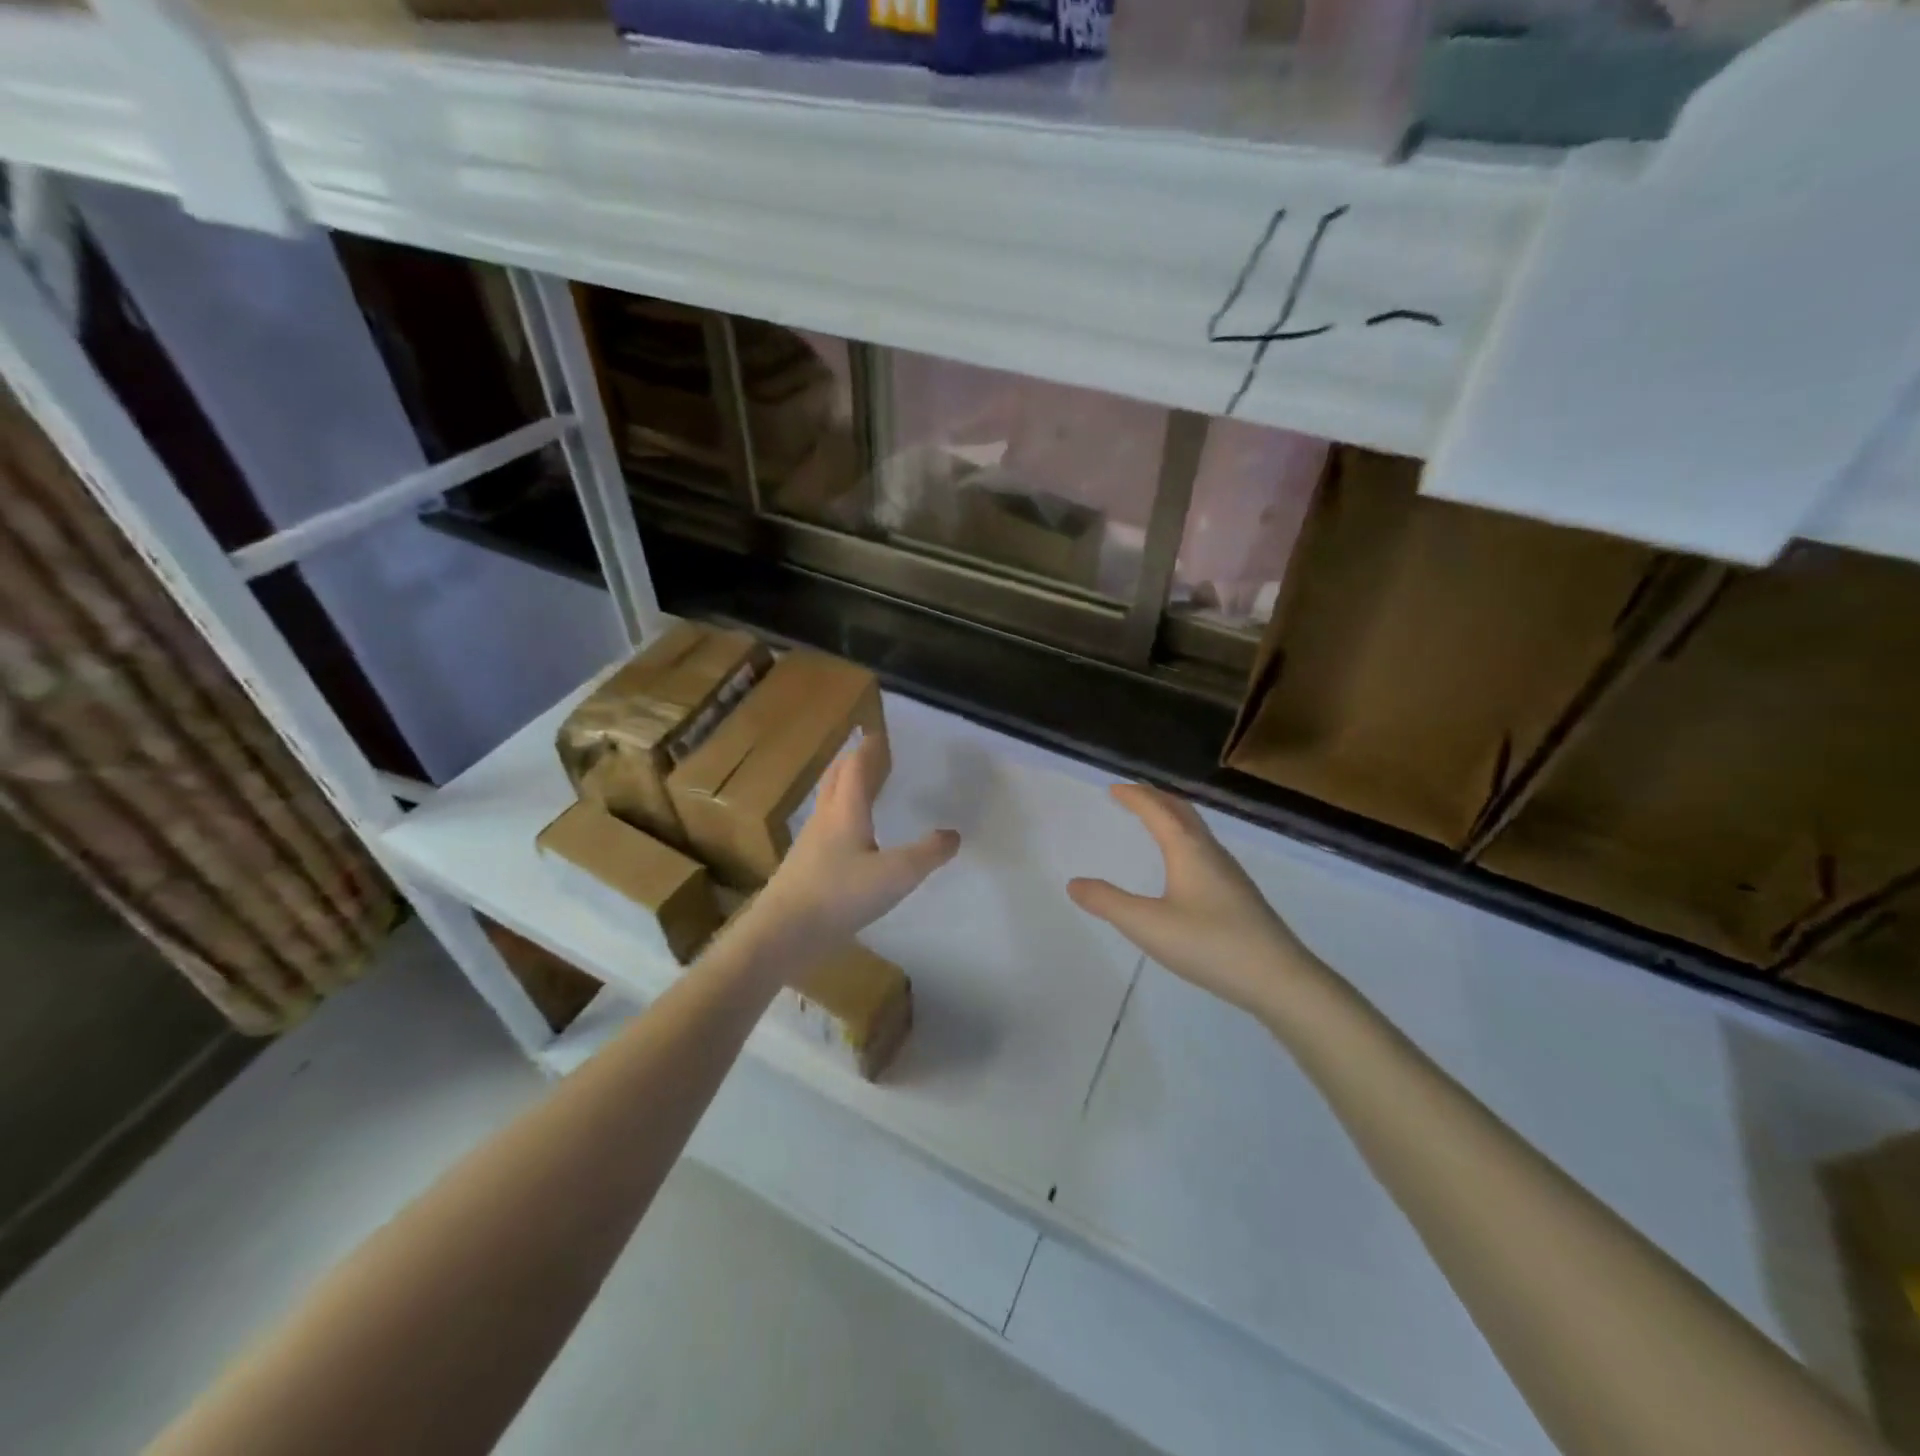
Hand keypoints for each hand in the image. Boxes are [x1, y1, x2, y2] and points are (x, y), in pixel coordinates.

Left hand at [744, 733, 959, 977]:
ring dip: (846, 787)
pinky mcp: (804, 866)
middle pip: (836, 777)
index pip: (856, 766)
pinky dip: (842, 816)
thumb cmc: (839, 895)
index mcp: (845, 810)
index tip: (881, 735)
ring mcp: (810, 842)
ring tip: (866, 789)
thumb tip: (953, 835)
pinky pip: (826, 827)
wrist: (783, 933)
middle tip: (872, 754)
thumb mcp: (895, 875)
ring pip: (829, 802)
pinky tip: (853, 838)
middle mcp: (825, 818)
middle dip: (854, 761)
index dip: (869, 748)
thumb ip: (927, 854)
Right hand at [1069, 784, 1317, 1021]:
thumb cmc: (1210, 944)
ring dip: (1172, 816)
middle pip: (1182, 811)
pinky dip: (1184, 838)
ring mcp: (1229, 872)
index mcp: (1188, 849)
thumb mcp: (1148, 925)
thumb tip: (1074, 883)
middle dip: (1155, 798)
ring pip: (1197, 830)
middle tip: (1131, 795)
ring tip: (1154, 820)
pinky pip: (1204, 849)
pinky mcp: (1239, 894)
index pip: (1157, 810)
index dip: (1134, 796)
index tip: (1114, 788)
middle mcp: (1210, 852)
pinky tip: (1183, 864)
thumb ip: (1108, 903)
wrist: (1279, 979)